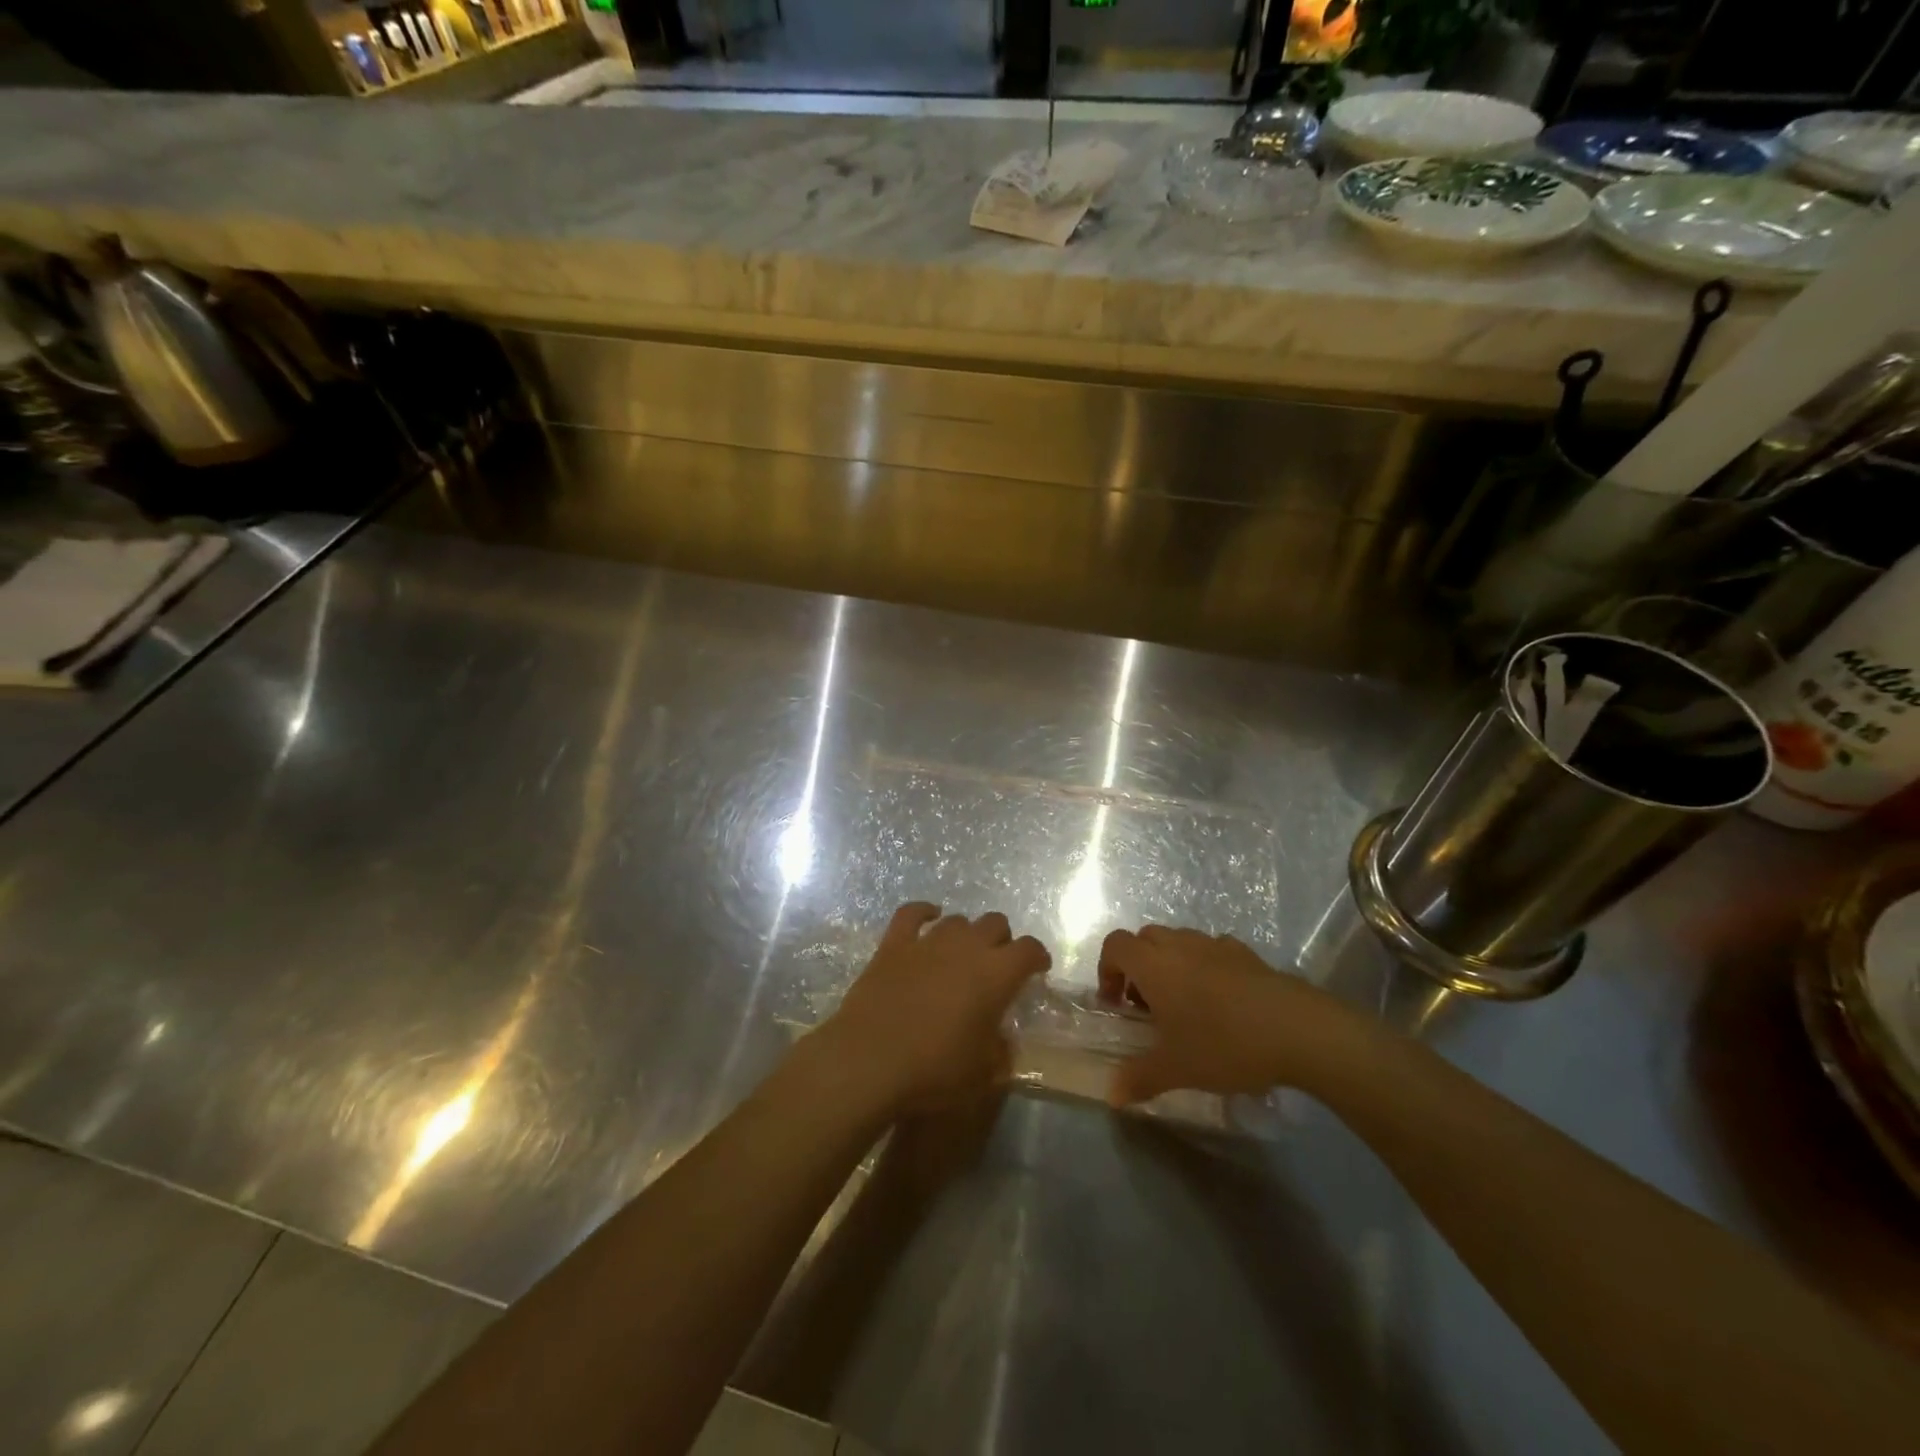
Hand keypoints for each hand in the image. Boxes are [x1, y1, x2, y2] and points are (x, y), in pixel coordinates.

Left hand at [814, 903, 1049, 1118]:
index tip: (1038, 968)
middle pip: (994, 923)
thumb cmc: (934, 1071)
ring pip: (957, 920)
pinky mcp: (894, 944)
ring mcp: (928, 942)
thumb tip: (1000, 1038)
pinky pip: (911, 914)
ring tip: (962, 952)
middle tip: (997, 964)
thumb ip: (999, 1051)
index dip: (1037, 957)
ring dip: (965, 933)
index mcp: (996, 975)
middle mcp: (966, 948)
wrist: (869, 1062)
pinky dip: (923, 912)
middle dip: (1001, 940)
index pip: (1029, 950)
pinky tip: (929, 916)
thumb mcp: (982, 1075)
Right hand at [1097, 925, 1380, 1104]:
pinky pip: (1212, 951)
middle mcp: (1180, 945)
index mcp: (1154, 965)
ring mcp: (1215, 945)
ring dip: (1170, 964)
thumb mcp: (1177, 1069)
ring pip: (1179, 941)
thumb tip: (1112, 1095)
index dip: (1107, 970)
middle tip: (1147, 1007)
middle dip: (1137, 966)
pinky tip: (1221, 1001)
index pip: (1115, 945)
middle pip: (1144, 939)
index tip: (1117, 1004)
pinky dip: (1205, 966)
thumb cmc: (1224, 1044)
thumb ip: (1139, 1078)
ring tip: (1185, 1005)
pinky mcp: (1247, 953)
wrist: (1299, 1030)